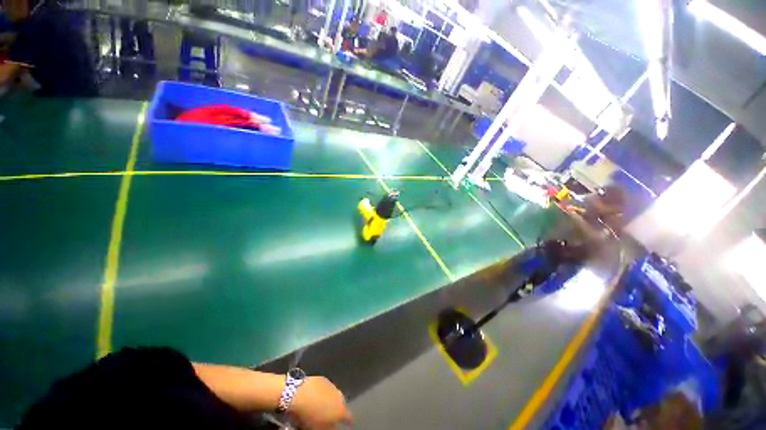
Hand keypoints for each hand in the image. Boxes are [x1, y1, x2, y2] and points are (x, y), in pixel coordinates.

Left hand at [290, 376, 351, 429]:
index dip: (348, 422)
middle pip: (341, 404)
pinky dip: (322, 393)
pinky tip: (315, 397)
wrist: (299, 393)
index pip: (349, 417)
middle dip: (336, 410)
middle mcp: (340, 395)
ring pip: (333, 395)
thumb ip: (331, 428)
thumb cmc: (310, 415)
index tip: (346, 424)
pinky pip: (325, 388)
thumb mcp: (320, 428)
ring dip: (329, 400)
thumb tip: (334, 426)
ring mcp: (331, 385)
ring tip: (320, 406)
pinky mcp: (323, 378)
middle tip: (329, 416)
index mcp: (341, 409)